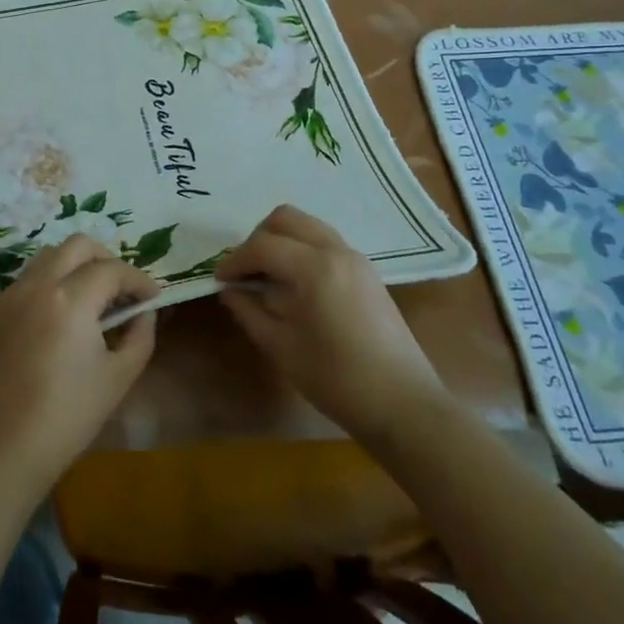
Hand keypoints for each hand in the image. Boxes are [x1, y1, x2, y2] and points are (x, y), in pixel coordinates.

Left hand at [0, 234, 159, 491]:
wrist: (4, 448)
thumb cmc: (68, 415)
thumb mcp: (118, 377)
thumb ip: (140, 336)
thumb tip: (144, 313)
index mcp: (70, 299)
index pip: (112, 270)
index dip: (138, 280)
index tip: (152, 298)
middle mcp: (38, 285)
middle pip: (77, 246)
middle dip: (106, 259)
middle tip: (122, 288)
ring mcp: (11, 296)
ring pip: (48, 256)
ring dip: (75, 266)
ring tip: (92, 297)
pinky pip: (28, 279)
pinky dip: (51, 282)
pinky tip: (62, 315)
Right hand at [217, 204, 446, 437]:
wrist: (404, 404)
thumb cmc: (337, 380)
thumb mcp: (282, 348)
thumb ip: (250, 312)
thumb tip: (230, 291)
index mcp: (314, 268)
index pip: (263, 246)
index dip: (235, 260)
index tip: (219, 280)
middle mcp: (336, 250)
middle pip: (286, 218)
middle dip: (258, 239)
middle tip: (244, 271)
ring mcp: (355, 258)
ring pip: (307, 225)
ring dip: (281, 240)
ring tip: (267, 275)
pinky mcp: (366, 271)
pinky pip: (325, 241)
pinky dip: (302, 248)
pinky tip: (294, 284)